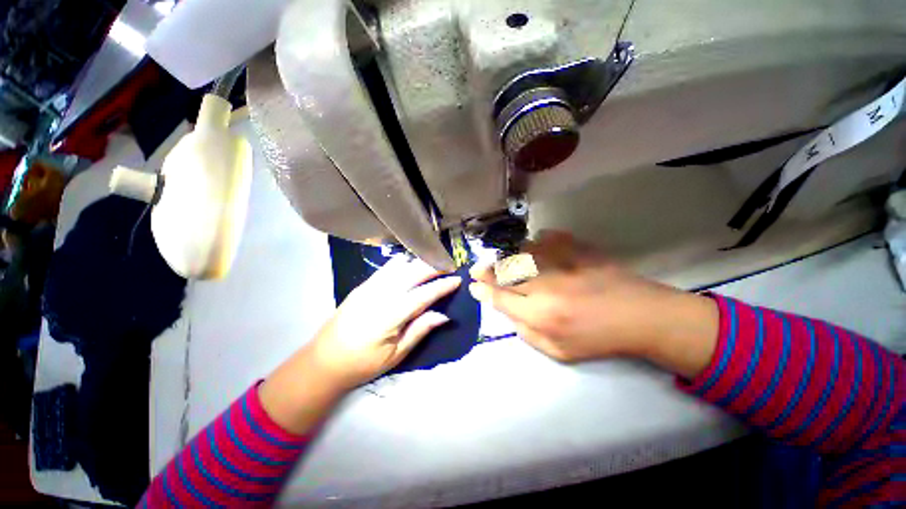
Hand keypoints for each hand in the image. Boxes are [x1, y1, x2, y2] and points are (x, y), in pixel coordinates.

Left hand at [260, 257, 460, 433]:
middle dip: (433, 267)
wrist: (323, 362)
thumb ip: (420, 330)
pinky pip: (387, 268)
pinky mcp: (362, 286)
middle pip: (412, 273)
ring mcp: (368, 287)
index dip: (442, 286)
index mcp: (389, 315)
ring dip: (419, 263)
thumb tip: (444, 315)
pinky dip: (403, 263)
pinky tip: (411, 266)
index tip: (457, 279)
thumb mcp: (395, 355)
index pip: (423, 294)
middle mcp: (379, 295)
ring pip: (400, 266)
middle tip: (449, 266)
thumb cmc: (362, 364)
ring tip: (434, 264)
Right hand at [469, 231, 717, 377]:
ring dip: (506, 256)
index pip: (500, 298)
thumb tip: (507, 311)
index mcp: (540, 314)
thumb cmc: (599, 339)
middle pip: (504, 272)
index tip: (473, 285)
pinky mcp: (577, 248)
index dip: (483, 290)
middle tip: (477, 268)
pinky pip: (546, 237)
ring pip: (520, 252)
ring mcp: (561, 263)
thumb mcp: (559, 352)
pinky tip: (535, 247)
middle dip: (485, 270)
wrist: (641, 316)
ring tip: (502, 260)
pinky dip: (535, 242)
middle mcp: (545, 285)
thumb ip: (526, 333)